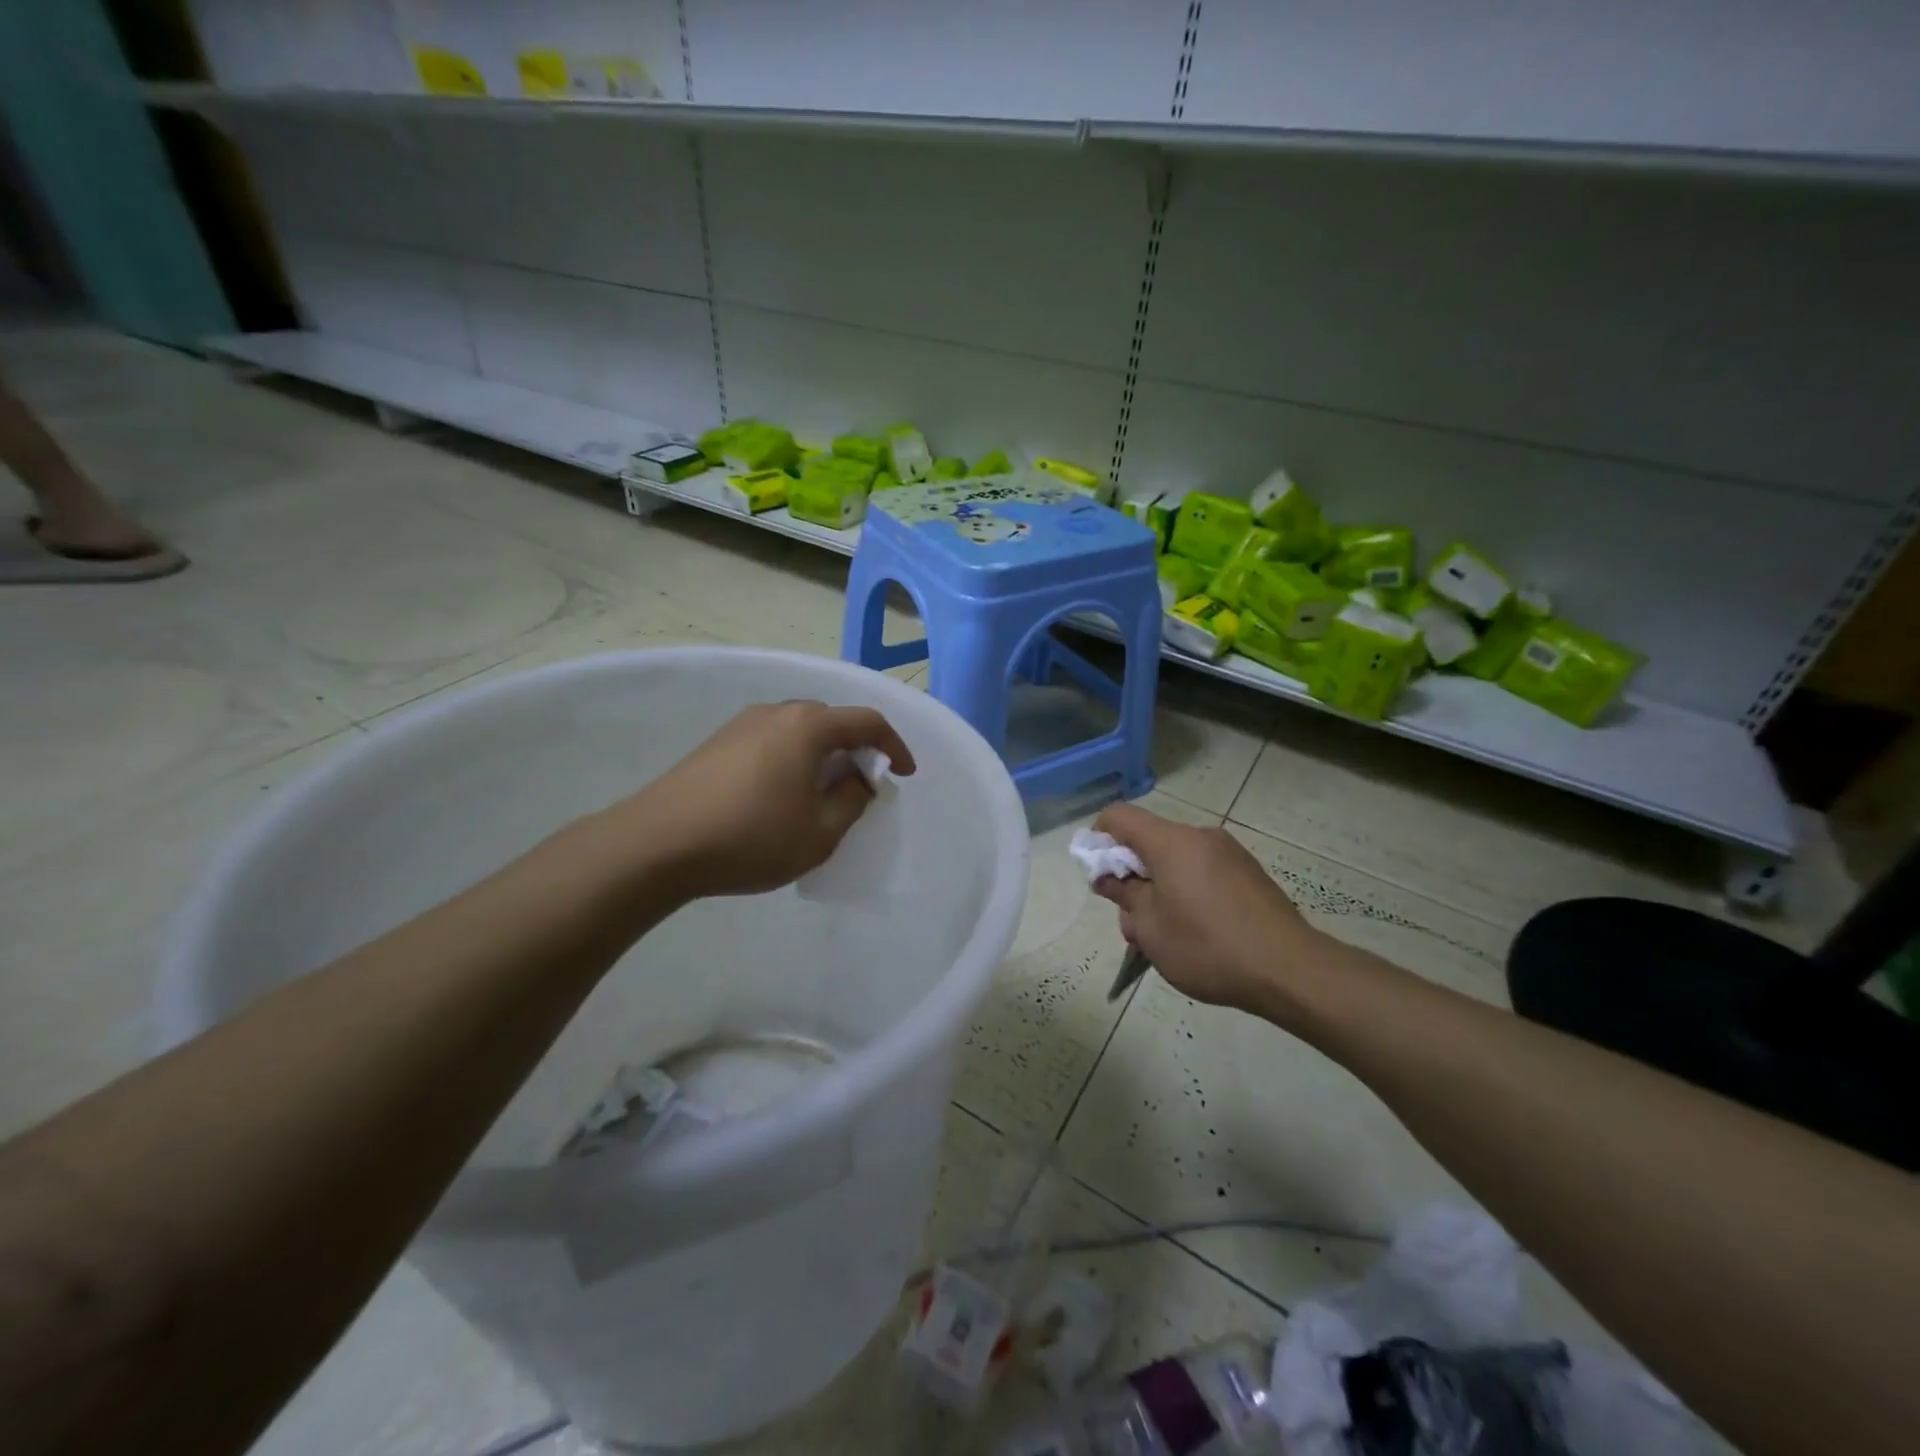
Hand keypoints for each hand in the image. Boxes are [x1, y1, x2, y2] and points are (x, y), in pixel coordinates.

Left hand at [624, 701, 915, 897]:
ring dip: (821, 756)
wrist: (657, 844)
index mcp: (808, 726)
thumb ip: (851, 801)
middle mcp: (776, 712)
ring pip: (798, 731)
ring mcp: (741, 724)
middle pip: (831, 721)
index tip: (905, 774)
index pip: (867, 722)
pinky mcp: (717, 743)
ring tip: (822, 794)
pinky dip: (792, 761)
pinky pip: (771, 742)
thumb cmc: (751, 837)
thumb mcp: (820, 832)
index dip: (894, 746)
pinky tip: (781, 796)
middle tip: (863, 786)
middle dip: (856, 750)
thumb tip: (856, 780)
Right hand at [1090, 803, 1320, 1013]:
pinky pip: (1202, 871)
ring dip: (1159, 888)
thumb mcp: (1151, 929)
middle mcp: (1200, 836)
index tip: (1100, 876)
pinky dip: (1187, 891)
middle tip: (1133, 923)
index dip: (1099, 839)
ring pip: (1176, 860)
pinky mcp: (1248, 873)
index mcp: (1171, 841)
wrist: (1290, 970)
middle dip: (1131, 876)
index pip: (1119, 816)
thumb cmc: (1208, 947)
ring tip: (1165, 937)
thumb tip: (1107, 877)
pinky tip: (1198, 933)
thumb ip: (1124, 895)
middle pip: (1149, 841)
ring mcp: (1228, 853)